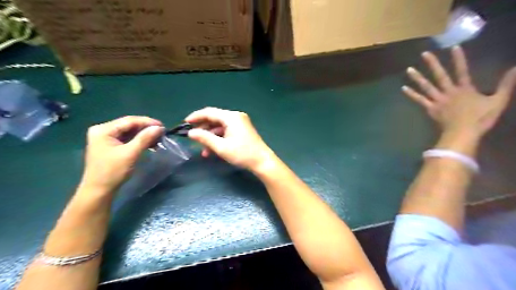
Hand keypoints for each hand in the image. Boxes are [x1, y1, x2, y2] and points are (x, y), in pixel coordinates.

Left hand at [79, 116, 163, 194]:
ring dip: (144, 135)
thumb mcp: (130, 154)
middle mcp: (103, 130)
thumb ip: (144, 138)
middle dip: (146, 129)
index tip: (163, 126)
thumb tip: (159, 128)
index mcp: (103, 130)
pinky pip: (128, 139)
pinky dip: (139, 141)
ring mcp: (106, 138)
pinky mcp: (110, 146)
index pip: (129, 120)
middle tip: (162, 133)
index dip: (147, 122)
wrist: (99, 191)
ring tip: (158, 140)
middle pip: (129, 125)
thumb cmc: (112, 172)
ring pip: (130, 132)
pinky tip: (150, 144)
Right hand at [183, 108, 275, 172]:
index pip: (209, 112)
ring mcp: (240, 123)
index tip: (185, 123)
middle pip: (215, 119)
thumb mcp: (221, 147)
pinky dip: (219, 139)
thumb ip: (205, 138)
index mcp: (231, 117)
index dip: (196, 117)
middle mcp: (236, 117)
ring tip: (203, 151)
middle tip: (193, 138)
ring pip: (220, 127)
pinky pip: (227, 131)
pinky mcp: (243, 130)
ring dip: (211, 137)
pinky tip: (212, 150)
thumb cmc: (242, 154)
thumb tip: (191, 133)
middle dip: (203, 130)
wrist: (262, 162)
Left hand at [403, 44, 515, 138]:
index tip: (453, 47)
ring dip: (417, 77)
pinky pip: (419, 100)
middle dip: (432, 64)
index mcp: (464, 89)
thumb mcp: (498, 100)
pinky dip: (411, 94)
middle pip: (440, 75)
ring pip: (426, 86)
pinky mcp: (430, 108)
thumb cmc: (481, 118)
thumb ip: (507, 84)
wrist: (463, 133)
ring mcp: (438, 100)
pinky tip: (404, 88)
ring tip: (408, 69)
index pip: (462, 70)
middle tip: (424, 54)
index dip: (459, 59)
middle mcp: (449, 92)